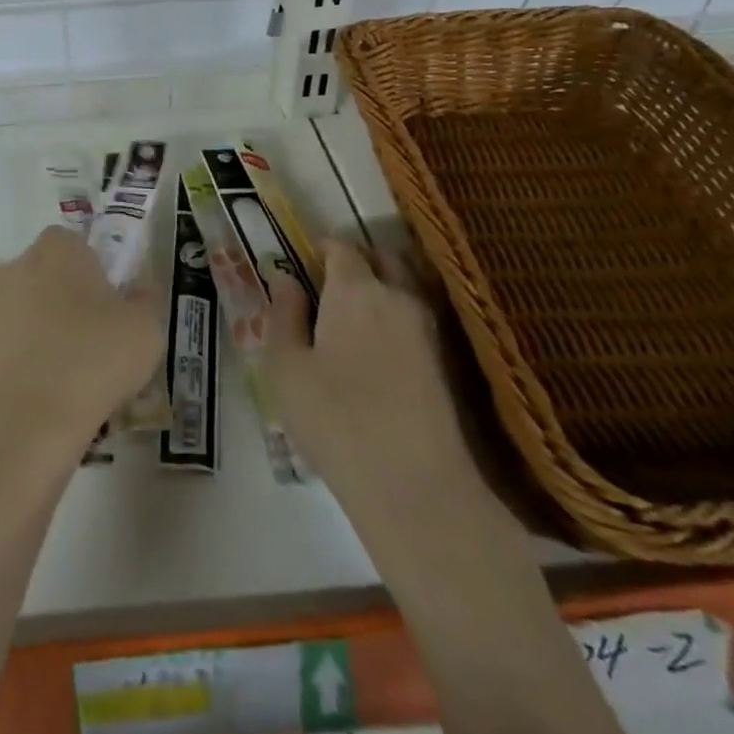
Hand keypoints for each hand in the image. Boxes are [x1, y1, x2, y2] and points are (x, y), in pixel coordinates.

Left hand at [0, 227, 165, 445]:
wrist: (27, 421)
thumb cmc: (93, 357)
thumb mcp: (145, 328)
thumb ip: (147, 300)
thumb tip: (141, 290)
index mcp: (57, 249)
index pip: (74, 240)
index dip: (96, 265)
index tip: (115, 298)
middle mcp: (19, 268)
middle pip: (51, 274)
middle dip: (72, 297)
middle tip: (103, 335)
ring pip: (33, 311)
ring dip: (52, 331)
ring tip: (82, 373)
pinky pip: (19, 345)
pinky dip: (35, 361)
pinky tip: (58, 393)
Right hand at [262, 239, 479, 500]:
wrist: (416, 486)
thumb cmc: (335, 419)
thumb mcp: (286, 367)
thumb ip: (284, 314)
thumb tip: (286, 278)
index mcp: (356, 290)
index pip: (343, 247)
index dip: (322, 249)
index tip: (305, 264)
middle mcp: (399, 296)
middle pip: (383, 257)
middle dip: (359, 261)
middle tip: (330, 286)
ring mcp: (430, 327)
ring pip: (407, 286)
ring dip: (384, 286)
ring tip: (355, 317)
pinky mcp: (449, 360)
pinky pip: (419, 317)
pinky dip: (400, 316)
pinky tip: (381, 347)